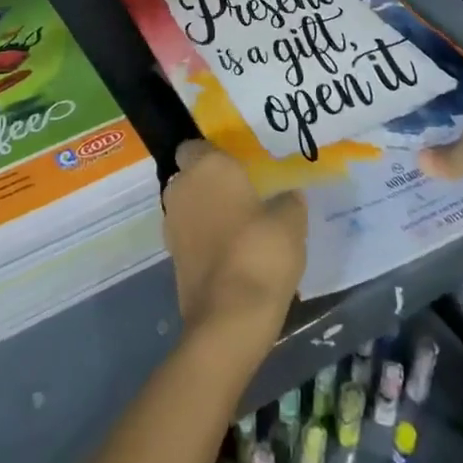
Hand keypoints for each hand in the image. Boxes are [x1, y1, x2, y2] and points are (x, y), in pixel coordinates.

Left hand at [162, 141, 306, 342]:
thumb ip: (288, 201)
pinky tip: (231, 251)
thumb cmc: (261, 252)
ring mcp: (172, 224)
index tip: (238, 165)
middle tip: (242, 193)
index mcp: (207, 166)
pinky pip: (189, 235)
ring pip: (187, 205)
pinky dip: (203, 238)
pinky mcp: (171, 257)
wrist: (230, 317)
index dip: (214, 153)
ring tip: (239, 224)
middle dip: (209, 182)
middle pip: (190, 175)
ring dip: (205, 211)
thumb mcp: (291, 221)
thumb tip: (288, 196)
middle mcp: (181, 188)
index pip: (196, 145)